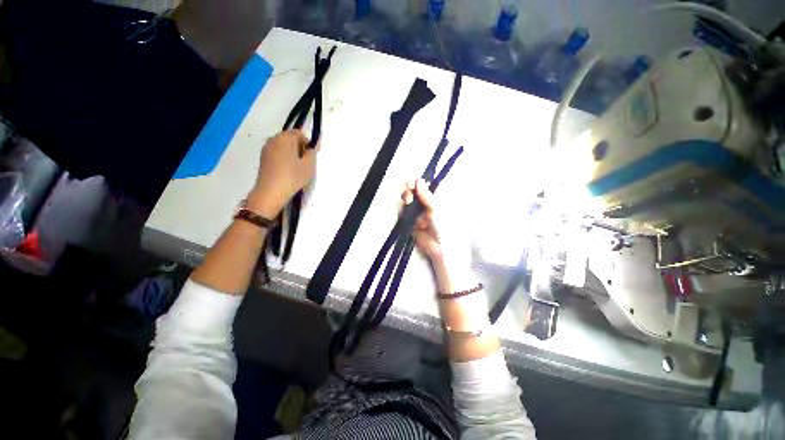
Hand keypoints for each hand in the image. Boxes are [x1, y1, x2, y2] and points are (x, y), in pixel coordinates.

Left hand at [247, 130, 316, 217]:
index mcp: (285, 137)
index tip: (311, 156)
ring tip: (296, 169)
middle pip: (290, 138)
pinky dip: (283, 159)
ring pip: (282, 146)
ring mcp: (266, 149)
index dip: (307, 143)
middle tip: (304, 163)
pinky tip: (286, 171)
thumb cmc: (293, 177)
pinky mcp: (262, 159)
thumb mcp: (309, 166)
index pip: (299, 133)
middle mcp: (273, 139)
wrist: (271, 192)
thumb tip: (310, 148)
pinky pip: (276, 154)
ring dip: (291, 154)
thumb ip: (312, 153)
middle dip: (299, 148)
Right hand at [403, 179, 476, 293]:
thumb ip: (426, 195)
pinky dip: (403, 211)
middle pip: (414, 194)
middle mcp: (425, 206)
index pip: (424, 188)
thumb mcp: (435, 209)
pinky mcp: (410, 222)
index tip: (412, 183)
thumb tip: (419, 180)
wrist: (439, 248)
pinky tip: (405, 211)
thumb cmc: (443, 226)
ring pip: (407, 203)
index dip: (417, 184)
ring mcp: (417, 214)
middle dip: (409, 191)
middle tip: (408, 192)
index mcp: (434, 201)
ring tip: (407, 201)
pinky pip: (404, 214)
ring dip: (406, 200)